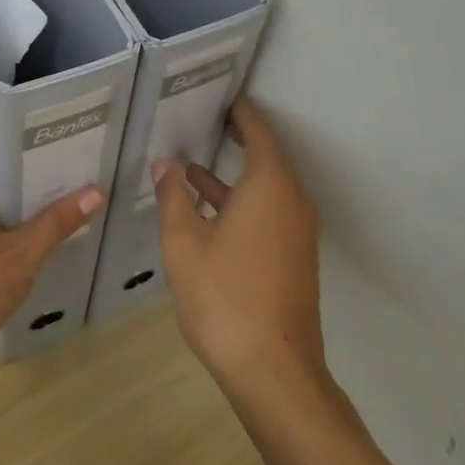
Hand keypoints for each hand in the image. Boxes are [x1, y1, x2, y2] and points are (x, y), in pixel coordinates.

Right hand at [153, 96, 324, 392]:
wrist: (273, 370)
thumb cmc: (224, 296)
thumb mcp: (184, 242)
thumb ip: (173, 197)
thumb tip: (166, 165)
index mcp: (270, 186)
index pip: (258, 132)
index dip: (240, 112)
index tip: (221, 94)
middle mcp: (292, 200)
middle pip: (266, 157)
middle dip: (236, 139)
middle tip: (204, 119)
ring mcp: (297, 231)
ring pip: (265, 188)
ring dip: (232, 176)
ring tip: (190, 165)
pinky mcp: (293, 256)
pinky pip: (269, 212)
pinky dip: (240, 202)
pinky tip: (207, 211)